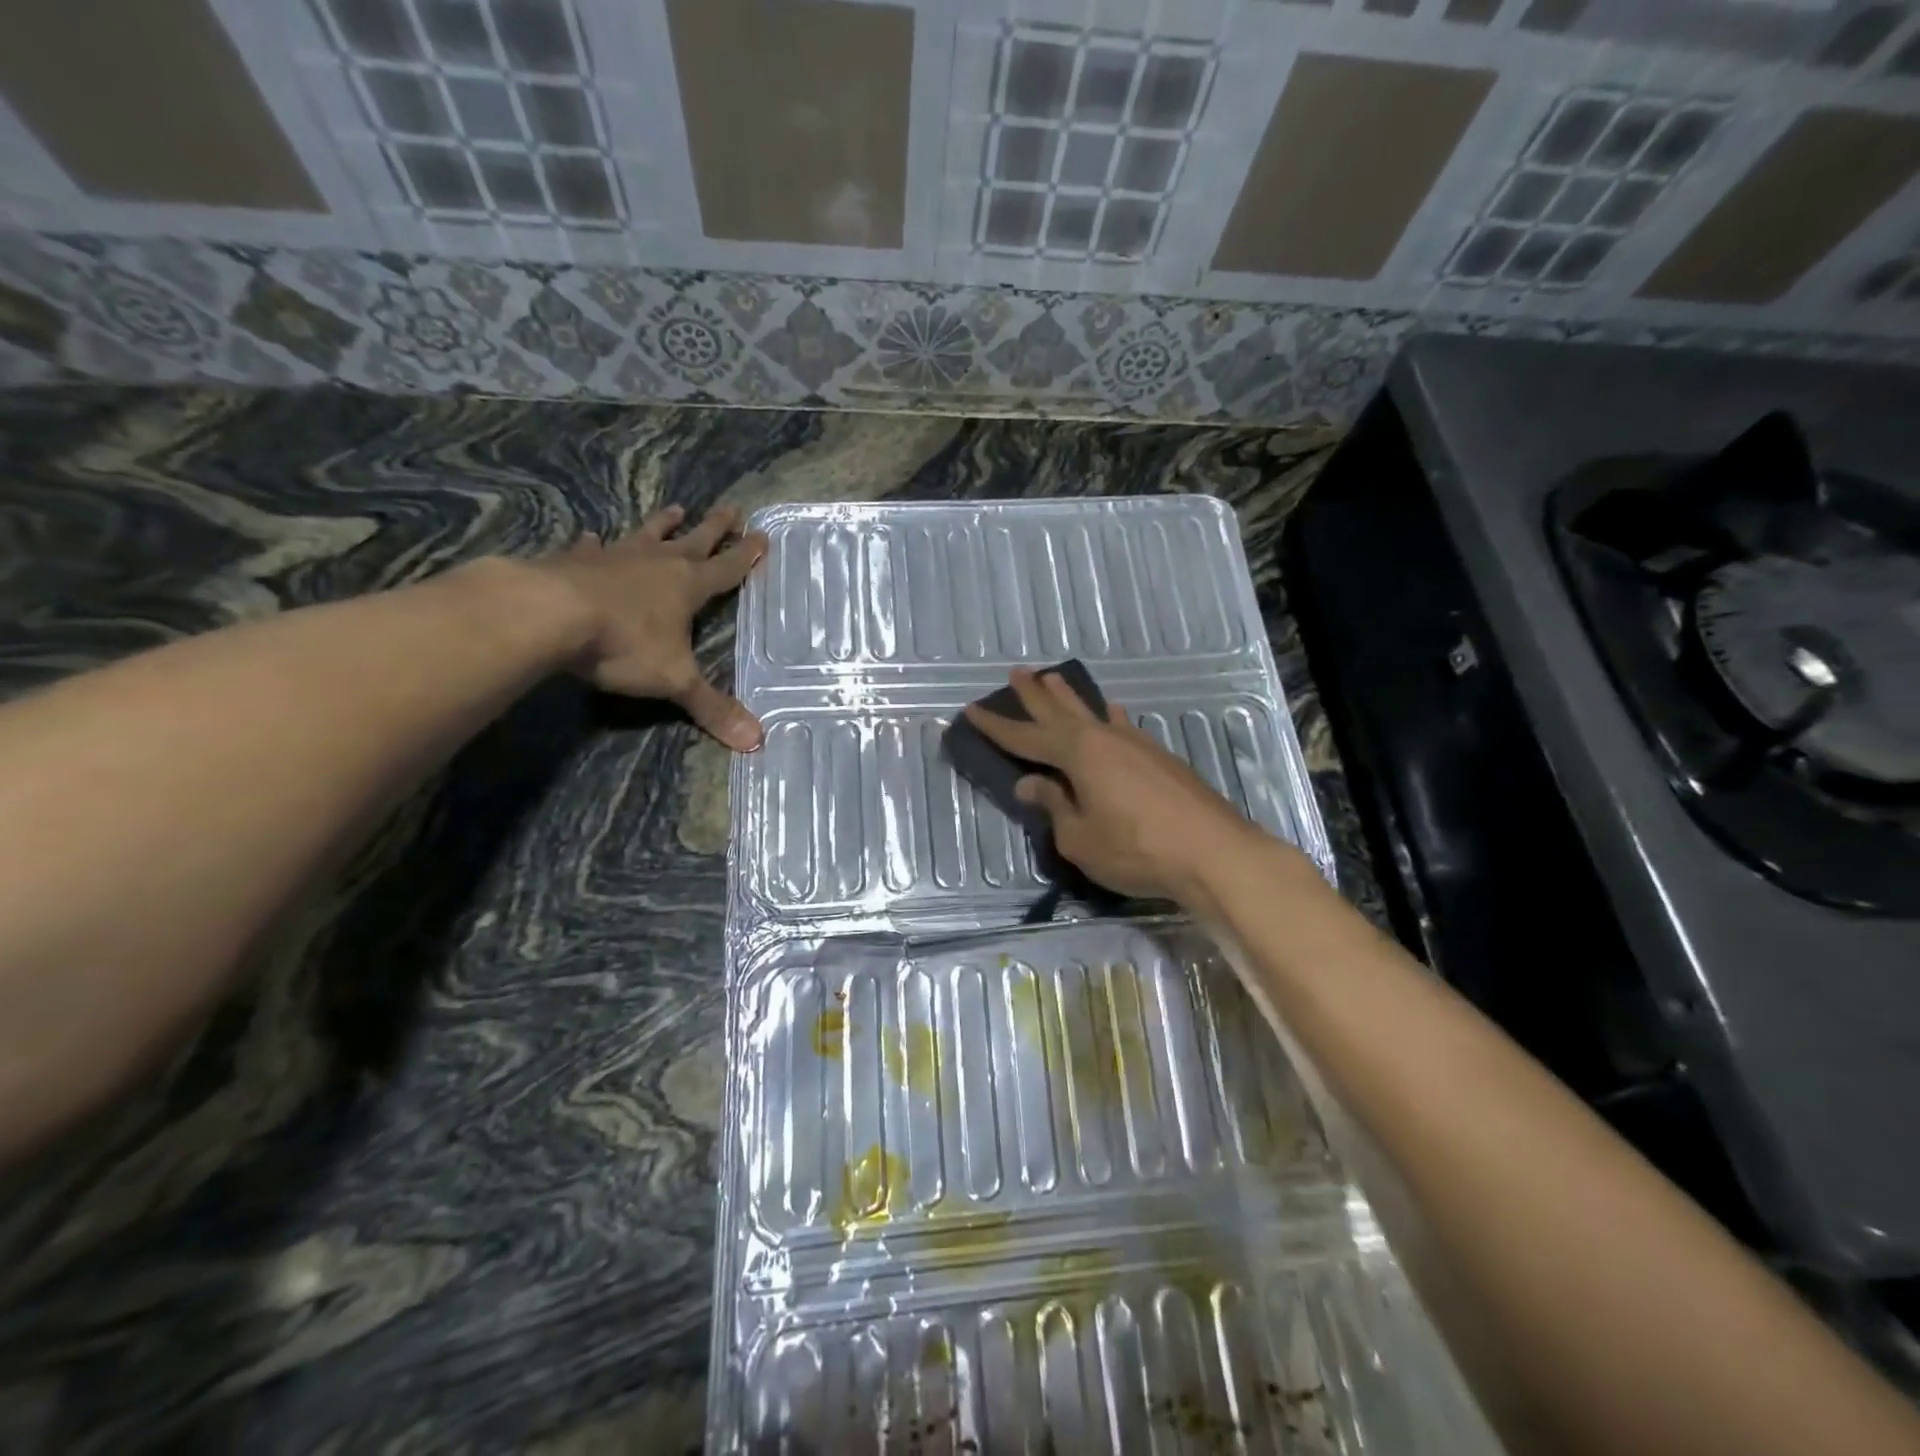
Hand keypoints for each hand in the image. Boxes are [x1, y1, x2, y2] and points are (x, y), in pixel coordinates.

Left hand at [534, 503, 767, 750]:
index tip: (762, 535)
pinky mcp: (574, 561)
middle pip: (694, 540)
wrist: (548, 615)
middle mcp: (656, 564)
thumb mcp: (675, 680)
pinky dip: (594, 544)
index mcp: (687, 587)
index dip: (746, 555)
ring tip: (675, 509)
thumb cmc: (623, 644)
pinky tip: (591, 537)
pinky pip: (590, 548)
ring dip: (662, 525)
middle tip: (732, 507)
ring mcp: (614, 558)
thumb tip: (756, 742)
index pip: (726, 568)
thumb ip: (712, 708)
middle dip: (715, 527)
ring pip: (646, 535)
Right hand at [963, 668, 1266, 904]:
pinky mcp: (1160, 758)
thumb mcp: (1080, 837)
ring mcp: (1136, 745)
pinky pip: (1122, 726)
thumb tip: (1030, 785)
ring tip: (1054, 678)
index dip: (997, 727)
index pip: (1026, 738)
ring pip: (1093, 712)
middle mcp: (1105, 738)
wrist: (1214, 852)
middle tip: (1016, 672)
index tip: (972, 710)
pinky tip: (1112, 714)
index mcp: (1079, 754)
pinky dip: (1108, 717)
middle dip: (1034, 694)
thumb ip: (1054, 807)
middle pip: (1060, 711)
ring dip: (1070, 697)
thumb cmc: (1136, 849)